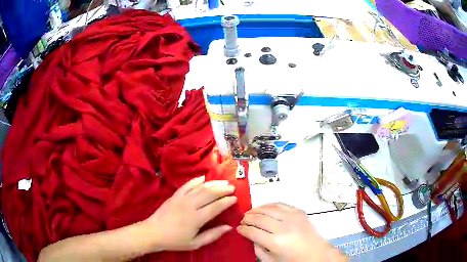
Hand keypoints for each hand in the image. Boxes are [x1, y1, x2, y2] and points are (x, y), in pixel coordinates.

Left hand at [142, 176, 236, 250]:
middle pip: (209, 193)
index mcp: (196, 218)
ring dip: (213, 183)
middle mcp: (190, 205)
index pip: (216, 206)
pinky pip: (187, 185)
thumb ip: (213, 235)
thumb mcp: (195, 243)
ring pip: (200, 187)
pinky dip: (196, 180)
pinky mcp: (174, 195)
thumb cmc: (175, 240)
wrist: (153, 232)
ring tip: (223, 181)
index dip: (227, 201)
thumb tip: (229, 227)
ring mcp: (181, 198)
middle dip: (222, 189)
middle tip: (232, 187)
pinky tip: (203, 178)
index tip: (235, 198)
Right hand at [237, 203, 346, 261]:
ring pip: (268, 208)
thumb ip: (258, 249)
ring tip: (250, 213)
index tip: (238, 228)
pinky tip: (264, 208)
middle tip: (242, 220)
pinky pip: (280, 204)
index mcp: (275, 242)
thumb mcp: (271, 260)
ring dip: (256, 209)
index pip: (253, 231)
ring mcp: (292, 217)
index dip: (243, 229)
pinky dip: (270, 205)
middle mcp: (283, 227)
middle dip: (247, 219)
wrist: (316, 253)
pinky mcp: (299, 212)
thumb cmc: (293, 260)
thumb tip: (251, 237)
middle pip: (259, 218)